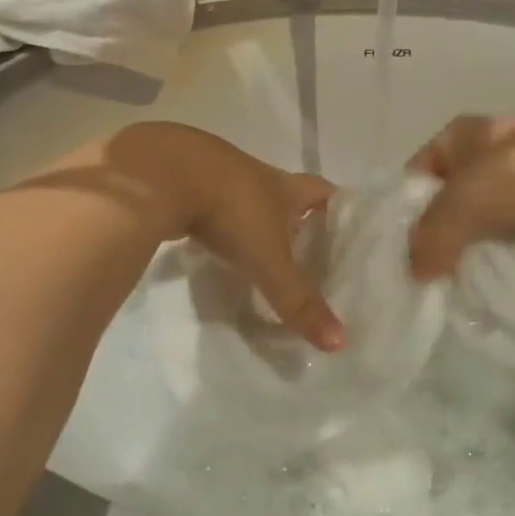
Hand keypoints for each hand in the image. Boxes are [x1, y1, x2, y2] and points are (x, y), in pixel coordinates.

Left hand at [107, 123, 342, 350]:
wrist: (164, 173)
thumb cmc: (231, 208)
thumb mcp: (268, 258)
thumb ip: (298, 300)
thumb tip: (340, 342)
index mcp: (285, 186)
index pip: (324, 191)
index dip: (339, 208)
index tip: (350, 231)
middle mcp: (257, 177)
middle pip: (287, 196)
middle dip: (299, 222)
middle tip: (311, 256)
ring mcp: (220, 178)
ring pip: (249, 203)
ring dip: (258, 226)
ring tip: (266, 258)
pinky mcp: (188, 187)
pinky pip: (214, 210)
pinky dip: (221, 229)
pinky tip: (218, 251)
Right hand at [407, 116, 514, 278]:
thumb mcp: (462, 204)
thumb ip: (431, 237)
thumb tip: (414, 271)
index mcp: (457, 133)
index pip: (416, 172)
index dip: (406, 208)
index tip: (403, 249)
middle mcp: (483, 145)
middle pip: (447, 192)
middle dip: (439, 227)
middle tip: (429, 269)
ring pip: (479, 209)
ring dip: (471, 237)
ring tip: (460, 273)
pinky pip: (510, 221)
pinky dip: (503, 242)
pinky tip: (497, 267)